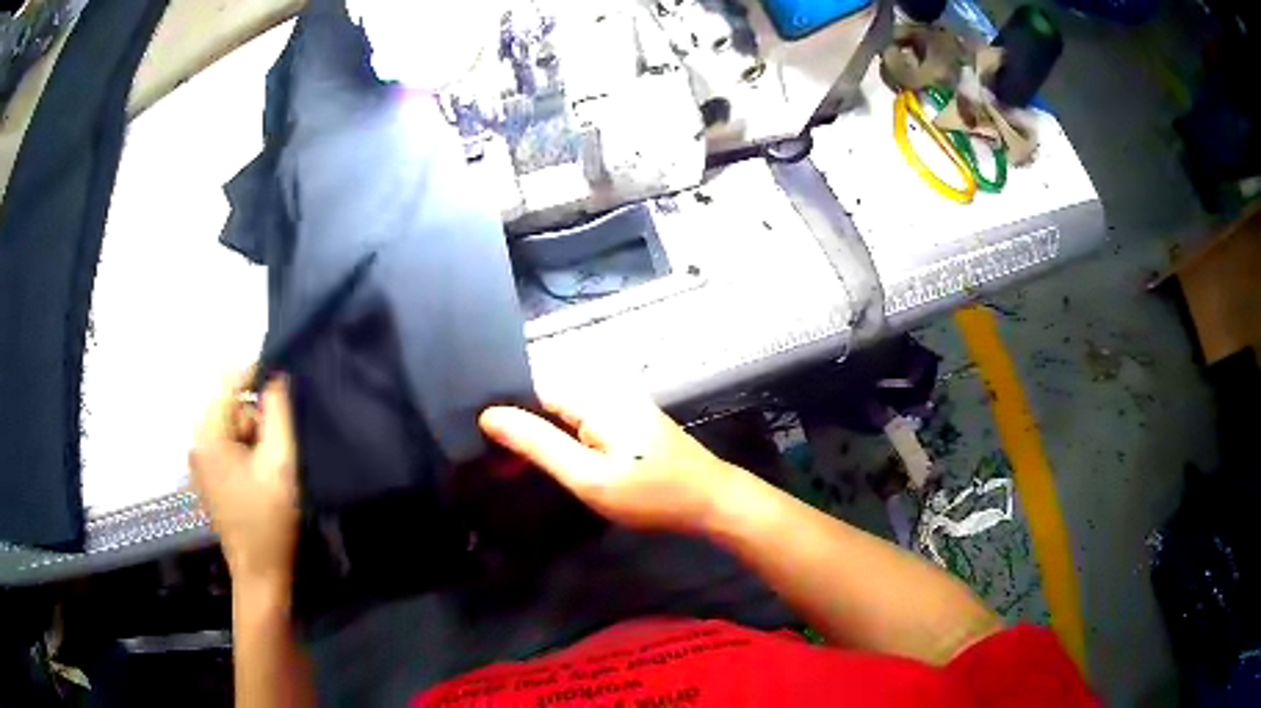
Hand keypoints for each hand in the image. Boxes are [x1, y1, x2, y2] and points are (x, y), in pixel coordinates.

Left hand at [190, 371, 299, 586]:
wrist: (259, 571)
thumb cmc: (269, 520)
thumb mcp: (280, 463)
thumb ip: (278, 415)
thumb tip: (276, 378)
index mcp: (208, 436)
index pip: (228, 381)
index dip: (255, 375)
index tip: (283, 386)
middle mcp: (196, 442)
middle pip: (226, 402)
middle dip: (254, 415)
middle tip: (274, 446)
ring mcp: (198, 459)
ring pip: (227, 422)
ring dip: (250, 433)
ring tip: (267, 465)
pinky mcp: (205, 473)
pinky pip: (223, 441)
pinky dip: (242, 447)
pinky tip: (256, 474)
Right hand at [478, 387, 739, 533]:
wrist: (710, 501)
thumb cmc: (650, 494)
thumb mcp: (588, 476)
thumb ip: (538, 445)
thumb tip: (490, 415)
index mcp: (592, 396)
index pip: (531, 392)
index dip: (507, 418)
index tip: (485, 448)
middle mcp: (605, 390)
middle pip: (547, 402)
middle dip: (523, 430)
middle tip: (503, 468)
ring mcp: (622, 404)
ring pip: (565, 415)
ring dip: (543, 439)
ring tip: (520, 468)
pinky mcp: (630, 421)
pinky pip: (585, 424)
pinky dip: (566, 442)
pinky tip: (559, 464)